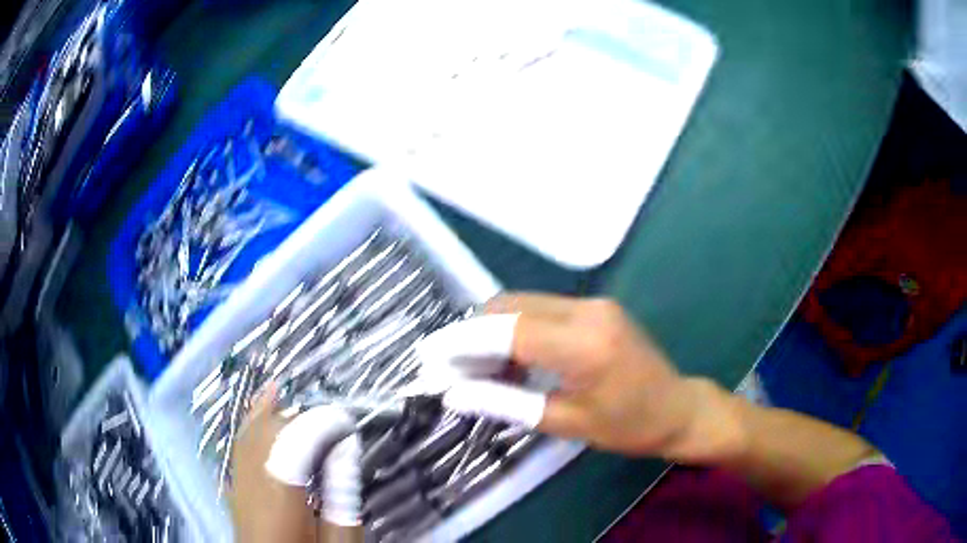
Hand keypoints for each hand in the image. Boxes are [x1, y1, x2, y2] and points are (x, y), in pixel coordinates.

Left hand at [229, 388, 362, 542]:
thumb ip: (342, 500)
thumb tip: (345, 453)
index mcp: (281, 500)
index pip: (295, 443)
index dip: (321, 425)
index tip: (347, 422)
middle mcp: (252, 485)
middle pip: (268, 435)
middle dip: (298, 419)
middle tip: (331, 423)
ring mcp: (238, 485)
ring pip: (249, 437)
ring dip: (269, 415)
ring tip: (281, 392)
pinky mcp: (235, 489)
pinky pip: (239, 448)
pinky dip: (250, 424)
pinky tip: (258, 409)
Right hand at [420, 293, 740, 460]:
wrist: (677, 407)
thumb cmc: (627, 426)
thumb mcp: (566, 423)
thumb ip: (506, 403)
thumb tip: (454, 394)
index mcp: (583, 345)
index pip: (507, 330)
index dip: (461, 341)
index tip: (428, 356)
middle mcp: (587, 311)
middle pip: (510, 306)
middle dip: (471, 333)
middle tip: (449, 367)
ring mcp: (593, 303)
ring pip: (523, 303)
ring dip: (491, 330)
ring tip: (474, 368)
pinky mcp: (595, 307)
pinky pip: (541, 309)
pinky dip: (515, 329)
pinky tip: (508, 358)